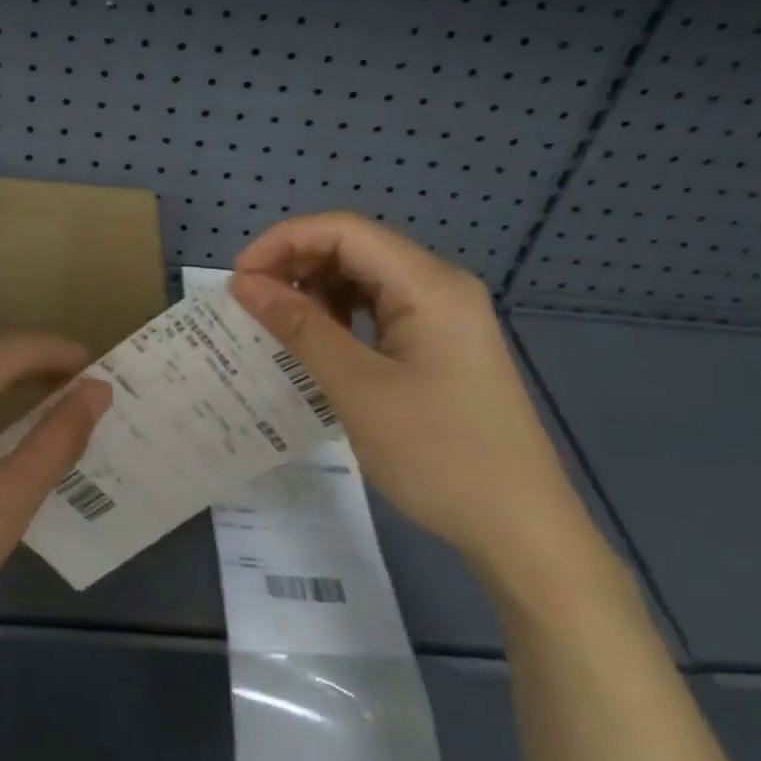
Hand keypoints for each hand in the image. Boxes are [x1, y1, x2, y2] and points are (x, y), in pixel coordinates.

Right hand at [230, 213, 586, 576]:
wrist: (521, 530)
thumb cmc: (439, 455)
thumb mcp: (358, 389)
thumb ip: (300, 328)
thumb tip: (245, 285)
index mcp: (429, 285)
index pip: (345, 231)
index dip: (284, 242)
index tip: (238, 279)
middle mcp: (440, 287)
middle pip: (356, 248)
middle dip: (297, 265)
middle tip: (250, 303)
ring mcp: (445, 317)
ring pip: (366, 279)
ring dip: (316, 292)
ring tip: (277, 323)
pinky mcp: (441, 345)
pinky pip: (380, 311)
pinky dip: (341, 318)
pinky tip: (317, 343)